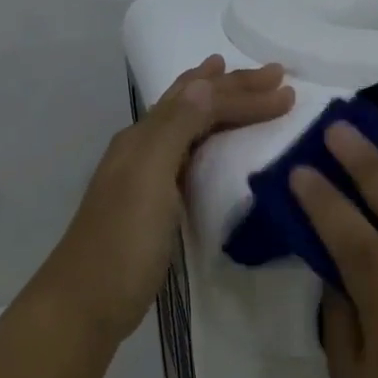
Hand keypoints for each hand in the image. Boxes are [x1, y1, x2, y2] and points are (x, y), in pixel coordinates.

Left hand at [36, 56, 293, 344]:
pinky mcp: (153, 207)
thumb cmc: (122, 243)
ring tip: (232, 83)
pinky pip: (186, 157)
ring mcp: (145, 178)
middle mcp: (143, 149)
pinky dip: (206, 138)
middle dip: (233, 87)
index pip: (201, 102)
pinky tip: (211, 144)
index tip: (289, 94)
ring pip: (186, 126)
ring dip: (215, 103)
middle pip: (191, 105)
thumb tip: (207, 80)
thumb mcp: (149, 179)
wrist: (88, 303)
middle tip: (274, 75)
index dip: (243, 94)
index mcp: (143, 138)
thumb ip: (176, 128)